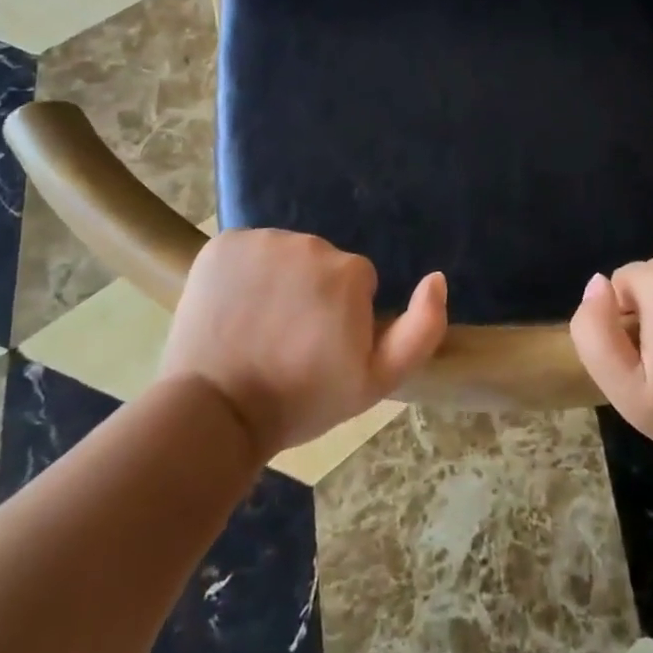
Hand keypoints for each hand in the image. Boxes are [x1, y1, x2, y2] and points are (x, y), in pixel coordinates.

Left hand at [158, 229, 447, 457]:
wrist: (215, 413)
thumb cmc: (301, 400)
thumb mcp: (377, 381)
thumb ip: (422, 329)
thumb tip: (437, 278)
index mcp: (349, 271)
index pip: (355, 281)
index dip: (343, 315)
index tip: (321, 348)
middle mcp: (308, 242)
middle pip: (320, 263)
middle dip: (312, 293)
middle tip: (290, 340)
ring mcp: (260, 240)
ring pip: (283, 254)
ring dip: (278, 281)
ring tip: (259, 327)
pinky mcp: (221, 243)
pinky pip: (246, 251)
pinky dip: (242, 273)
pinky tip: (232, 309)